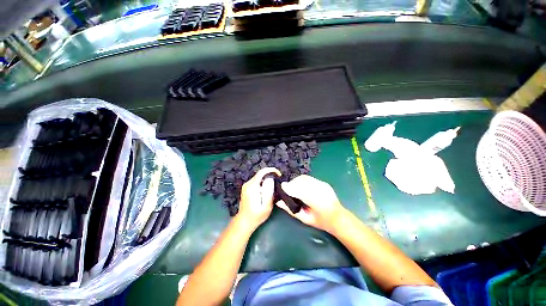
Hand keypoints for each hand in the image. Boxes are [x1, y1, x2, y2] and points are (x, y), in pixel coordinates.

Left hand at [237, 167, 281, 230]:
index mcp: (252, 187)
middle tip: (278, 183)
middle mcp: (248, 184)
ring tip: (273, 188)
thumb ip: (269, 192)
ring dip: (267, 180)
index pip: (261, 172)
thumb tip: (270, 179)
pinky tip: (266, 191)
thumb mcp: (266, 206)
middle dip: (270, 176)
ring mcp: (246, 186)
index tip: (279, 174)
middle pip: (260, 174)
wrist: (244, 221)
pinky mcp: (246, 188)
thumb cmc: (257, 215)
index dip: (271, 170)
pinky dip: (263, 183)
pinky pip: (256, 181)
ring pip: (259, 178)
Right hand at [276, 175, 345, 233]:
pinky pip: (310, 179)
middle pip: (302, 181)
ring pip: (305, 178)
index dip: (289, 187)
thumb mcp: (304, 218)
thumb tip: (278, 201)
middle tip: (287, 189)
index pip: (300, 191)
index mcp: (316, 203)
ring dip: (297, 181)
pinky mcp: (324, 183)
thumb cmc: (320, 221)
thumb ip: (290, 209)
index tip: (282, 187)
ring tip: (294, 188)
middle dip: (292, 183)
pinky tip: (302, 187)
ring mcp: (323, 185)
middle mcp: (321, 191)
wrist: (338, 218)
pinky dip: (303, 181)